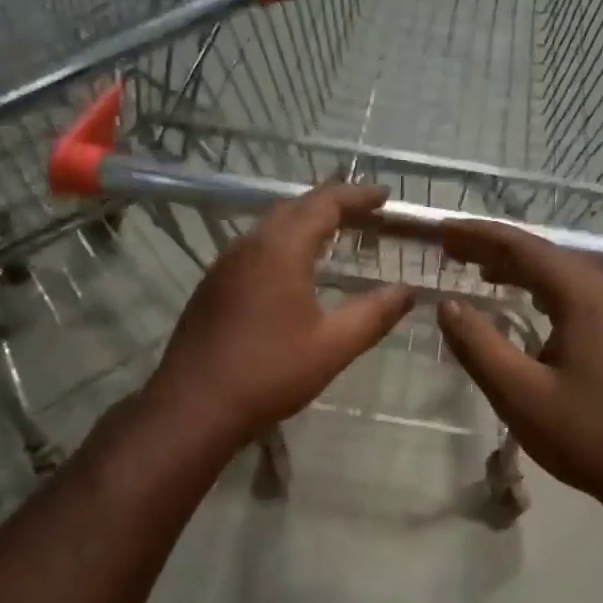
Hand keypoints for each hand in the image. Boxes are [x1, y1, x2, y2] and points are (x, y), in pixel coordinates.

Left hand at [147, 183, 413, 449]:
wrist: (195, 406)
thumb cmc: (270, 373)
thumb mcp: (333, 346)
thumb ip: (374, 314)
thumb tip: (407, 291)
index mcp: (281, 249)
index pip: (324, 203)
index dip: (357, 196)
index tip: (385, 196)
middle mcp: (249, 245)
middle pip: (294, 207)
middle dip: (331, 204)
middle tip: (364, 213)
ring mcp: (224, 265)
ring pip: (270, 227)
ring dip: (304, 224)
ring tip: (335, 236)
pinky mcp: (212, 287)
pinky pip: (254, 250)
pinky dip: (283, 246)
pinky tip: (293, 271)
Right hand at [437, 221, 602, 517]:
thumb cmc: (593, 437)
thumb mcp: (522, 395)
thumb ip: (479, 346)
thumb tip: (448, 306)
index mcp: (587, 296)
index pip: (522, 248)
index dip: (476, 236)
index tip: (439, 232)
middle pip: (546, 256)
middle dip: (496, 251)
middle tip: (451, 251)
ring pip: (566, 277)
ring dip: (522, 272)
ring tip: (481, 273)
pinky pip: (582, 299)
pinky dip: (546, 294)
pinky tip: (530, 310)